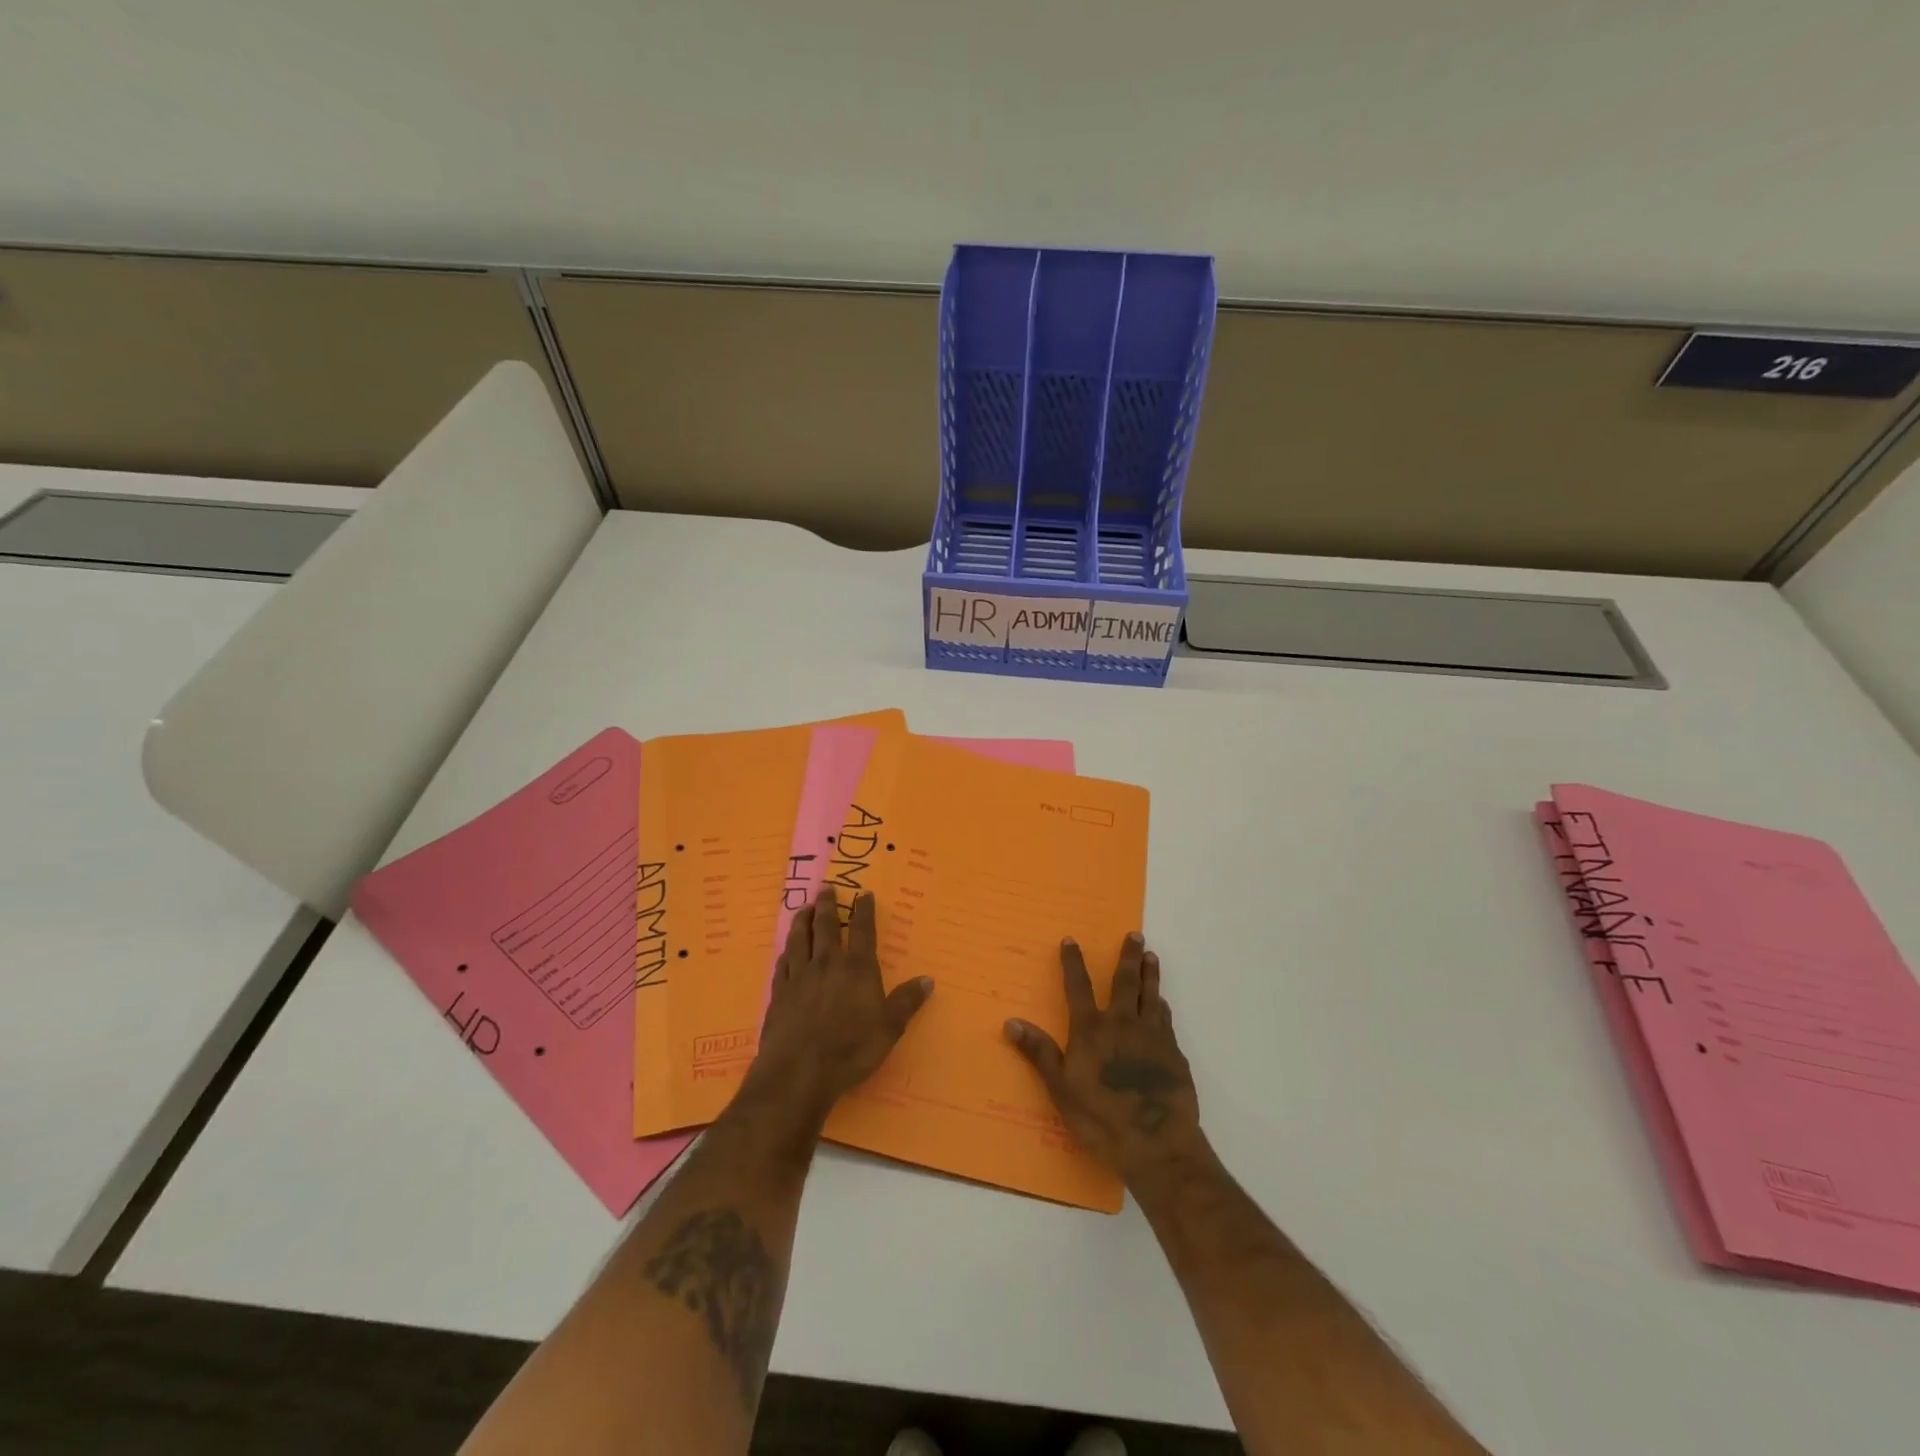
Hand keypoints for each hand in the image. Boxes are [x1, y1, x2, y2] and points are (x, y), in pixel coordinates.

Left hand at [746, 886, 933, 1121]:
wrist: (798, 1072)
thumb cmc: (850, 1050)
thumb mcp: (889, 1029)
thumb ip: (907, 1002)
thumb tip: (928, 979)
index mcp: (857, 969)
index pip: (863, 930)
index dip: (864, 910)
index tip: (864, 894)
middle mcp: (827, 964)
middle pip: (827, 927)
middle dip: (828, 905)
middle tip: (826, 888)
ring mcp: (799, 977)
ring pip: (800, 939)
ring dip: (803, 921)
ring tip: (805, 908)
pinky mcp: (779, 994)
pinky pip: (783, 964)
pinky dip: (786, 952)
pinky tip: (785, 950)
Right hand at [1005, 934, 1205, 1186]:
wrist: (1157, 1143)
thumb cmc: (1101, 1119)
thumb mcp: (1061, 1089)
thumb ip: (1040, 1053)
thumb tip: (1011, 1021)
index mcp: (1091, 1030)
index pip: (1078, 987)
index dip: (1073, 963)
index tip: (1071, 940)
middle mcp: (1122, 1024)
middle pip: (1125, 982)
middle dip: (1127, 957)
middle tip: (1134, 935)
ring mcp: (1152, 1037)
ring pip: (1150, 995)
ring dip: (1150, 974)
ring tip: (1151, 956)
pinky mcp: (1173, 1054)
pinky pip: (1166, 1020)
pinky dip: (1162, 1006)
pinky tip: (1163, 1003)